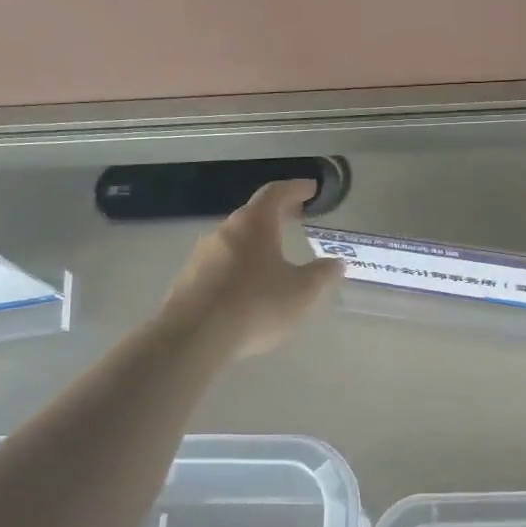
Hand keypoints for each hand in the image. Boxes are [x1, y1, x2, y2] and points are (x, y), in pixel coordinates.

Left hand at [162, 180, 344, 357]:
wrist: (193, 338)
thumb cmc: (256, 305)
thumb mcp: (301, 292)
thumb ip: (321, 274)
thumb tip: (336, 263)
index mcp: (254, 223)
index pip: (276, 192)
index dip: (296, 188)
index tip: (311, 189)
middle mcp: (225, 230)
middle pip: (254, 213)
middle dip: (278, 214)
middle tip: (297, 216)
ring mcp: (202, 254)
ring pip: (236, 239)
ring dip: (257, 240)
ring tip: (275, 254)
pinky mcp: (189, 279)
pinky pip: (221, 263)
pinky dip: (240, 264)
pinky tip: (249, 285)